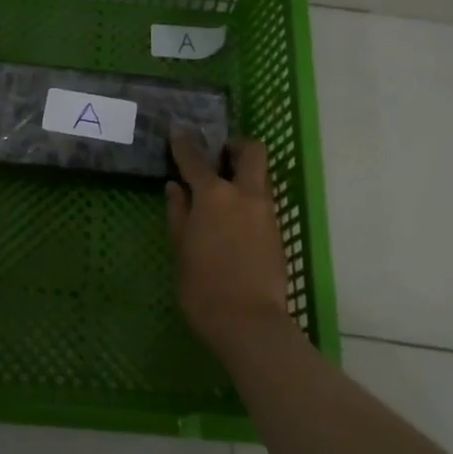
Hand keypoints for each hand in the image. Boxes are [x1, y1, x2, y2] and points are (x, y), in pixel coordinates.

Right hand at [166, 126, 289, 354]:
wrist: (249, 322)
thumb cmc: (203, 287)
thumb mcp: (181, 249)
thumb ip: (178, 213)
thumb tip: (175, 188)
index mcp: (214, 195)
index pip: (195, 158)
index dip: (184, 142)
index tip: (178, 130)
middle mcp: (244, 194)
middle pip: (252, 151)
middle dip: (236, 146)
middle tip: (220, 155)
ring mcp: (266, 212)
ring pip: (261, 176)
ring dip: (245, 173)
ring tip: (224, 189)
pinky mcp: (277, 231)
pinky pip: (263, 201)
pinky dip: (249, 199)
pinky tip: (234, 218)